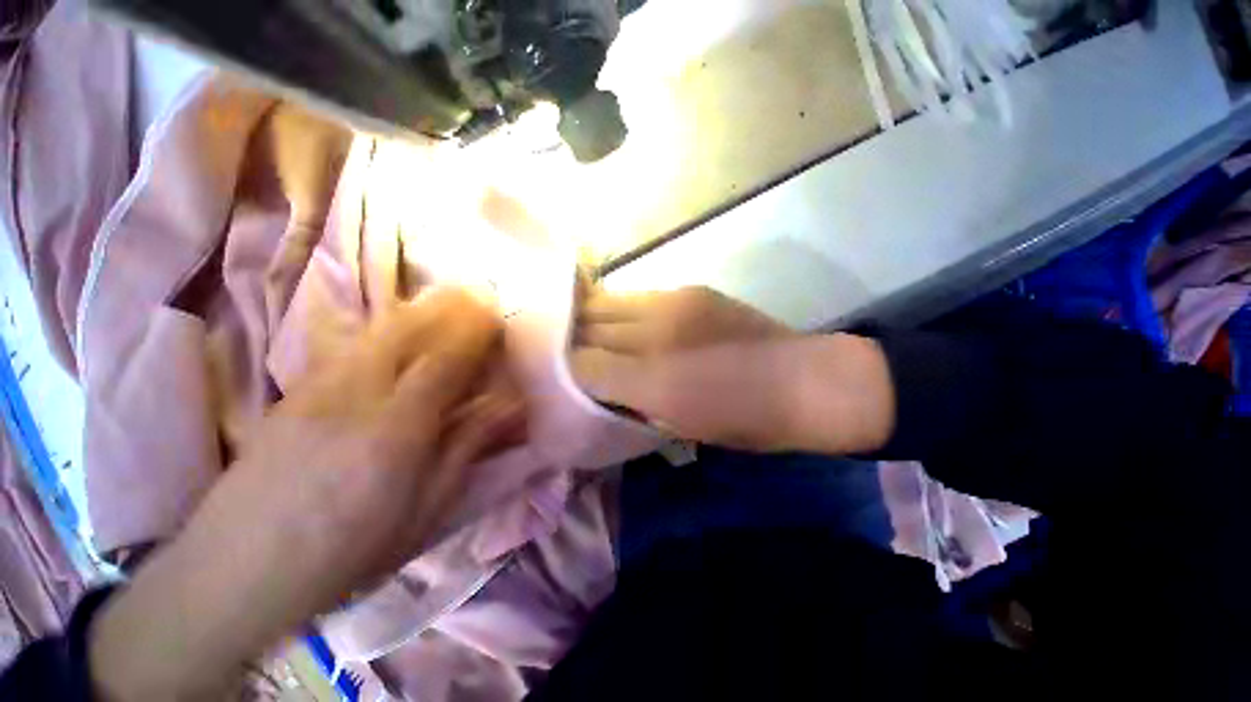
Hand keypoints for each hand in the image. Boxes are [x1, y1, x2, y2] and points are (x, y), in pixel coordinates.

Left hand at [91, 287, 524, 700]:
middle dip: (445, 307)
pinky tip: (390, 329)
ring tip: (441, 301)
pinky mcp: (292, 394)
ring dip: (414, 310)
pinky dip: (377, 327)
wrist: (233, 571)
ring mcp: (317, 390)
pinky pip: (344, 346)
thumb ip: (466, 448)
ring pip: (372, 332)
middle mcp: (356, 397)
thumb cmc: (347, 551)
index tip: (495, 313)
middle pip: (406, 332)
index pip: (444, 361)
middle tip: (472, 295)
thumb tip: (506, 406)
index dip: (473, 332)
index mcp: (396, 430)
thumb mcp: (424, 510)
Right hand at [572, 286, 893, 454]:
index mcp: (657, 384)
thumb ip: (632, 404)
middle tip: (558, 351)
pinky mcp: (690, 290)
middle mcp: (658, 335)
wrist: (807, 381)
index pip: (584, 367)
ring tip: (582, 331)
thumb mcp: (681, 427)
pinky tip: (620, 322)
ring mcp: (674, 303)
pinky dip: (618, 309)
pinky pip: (635, 295)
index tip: (554, 377)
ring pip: (607, 302)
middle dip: (568, 340)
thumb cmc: (745, 422)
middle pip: (589, 327)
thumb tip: (597, 387)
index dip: (564, 371)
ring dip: (589, 319)